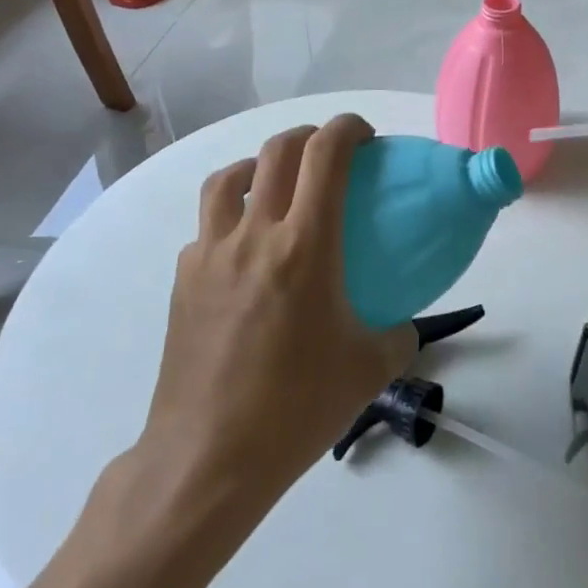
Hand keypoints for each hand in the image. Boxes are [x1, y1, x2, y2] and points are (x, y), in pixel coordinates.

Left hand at [135, 115, 416, 516]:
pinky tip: (244, 252)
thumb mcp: (368, 370)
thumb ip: (398, 335)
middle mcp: (254, 234)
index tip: (365, 136)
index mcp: (305, 245)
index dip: (348, 128)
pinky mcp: (183, 279)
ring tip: (277, 187)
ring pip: (229, 177)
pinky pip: (207, 227)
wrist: (207, 459)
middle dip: (309, 136)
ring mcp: (211, 254)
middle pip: (278, 151)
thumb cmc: (295, 409)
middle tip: (330, 153)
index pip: (325, 154)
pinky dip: (230, 218)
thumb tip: (404, 324)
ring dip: (259, 166)